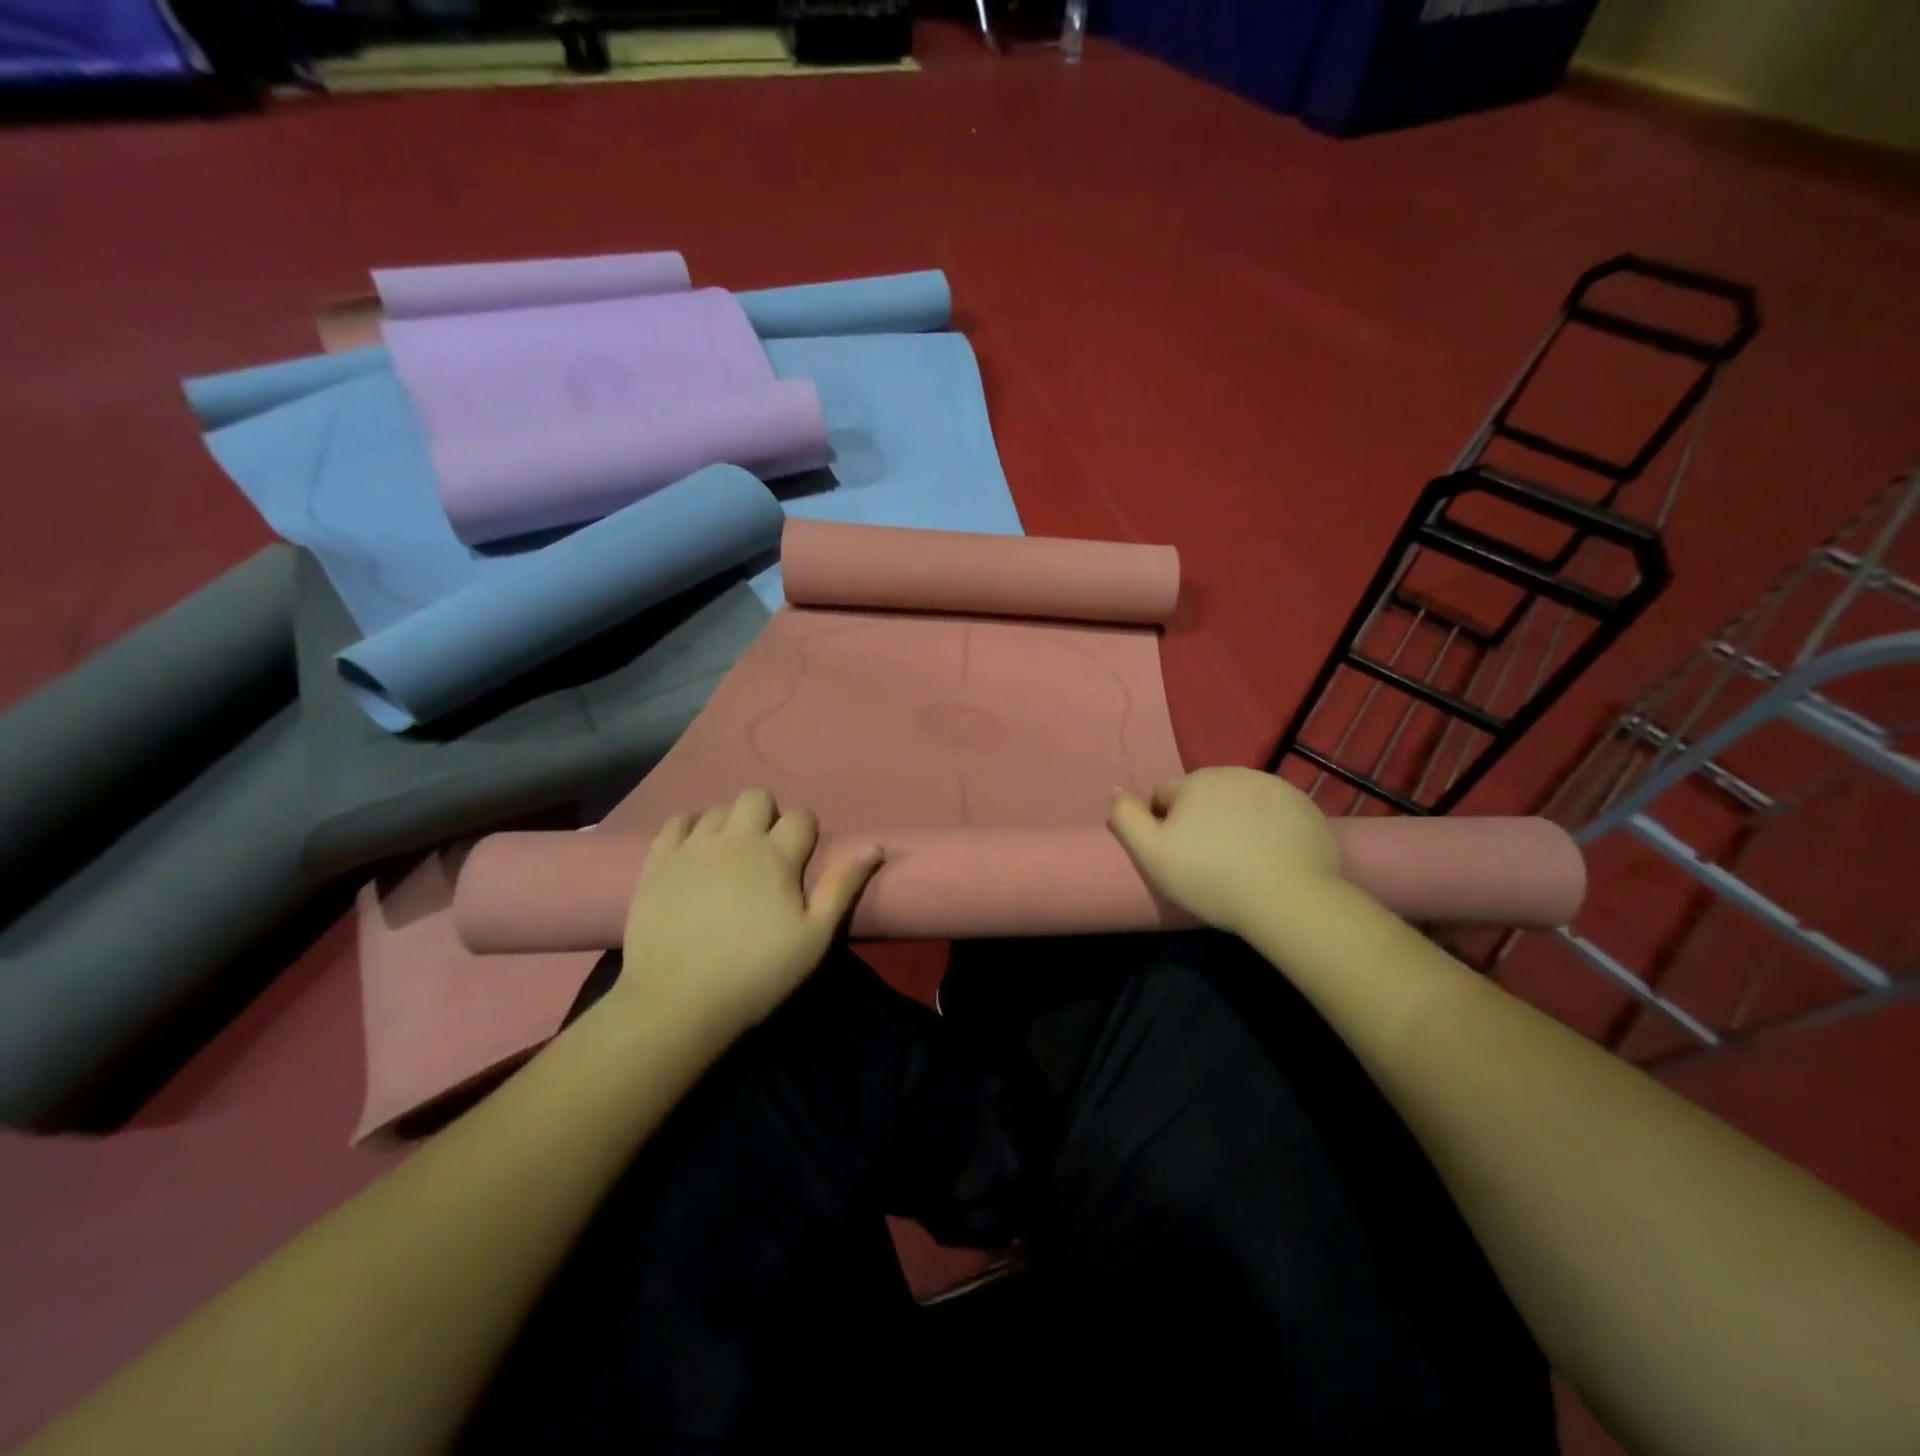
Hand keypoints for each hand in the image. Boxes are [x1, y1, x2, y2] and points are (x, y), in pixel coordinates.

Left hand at [614, 789, 881, 1039]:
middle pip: (756, 797)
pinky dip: (690, 829)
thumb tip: (874, 847)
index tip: (801, 859)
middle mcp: (735, 839)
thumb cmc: (756, 973)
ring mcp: (692, 847)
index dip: (806, 832)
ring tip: (729, 857)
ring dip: (730, 824)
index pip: (800, 817)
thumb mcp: (813, 937)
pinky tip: (695, 854)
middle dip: (767, 816)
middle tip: (766, 854)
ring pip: (717, 809)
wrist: (677, 1002)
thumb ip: (843, 887)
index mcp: (776, 856)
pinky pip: (675, 822)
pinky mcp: (658, 862)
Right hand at [1108, 768, 1341, 936]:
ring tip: (1242, 857)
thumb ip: (1126, 817)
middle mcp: (1233, 772)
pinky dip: (1269, 825)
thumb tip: (1116, 790)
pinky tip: (1272, 855)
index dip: (1164, 824)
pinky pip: (1275, 810)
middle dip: (1201, 817)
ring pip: (1240, 799)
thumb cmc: (1211, 877)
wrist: (1288, 898)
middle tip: (1208, 858)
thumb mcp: (1153, 854)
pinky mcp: (1304, 805)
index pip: (1165, 795)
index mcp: (1194, 782)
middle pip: (1204, 793)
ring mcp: (1273, 786)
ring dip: (1235, 818)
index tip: (1176, 855)